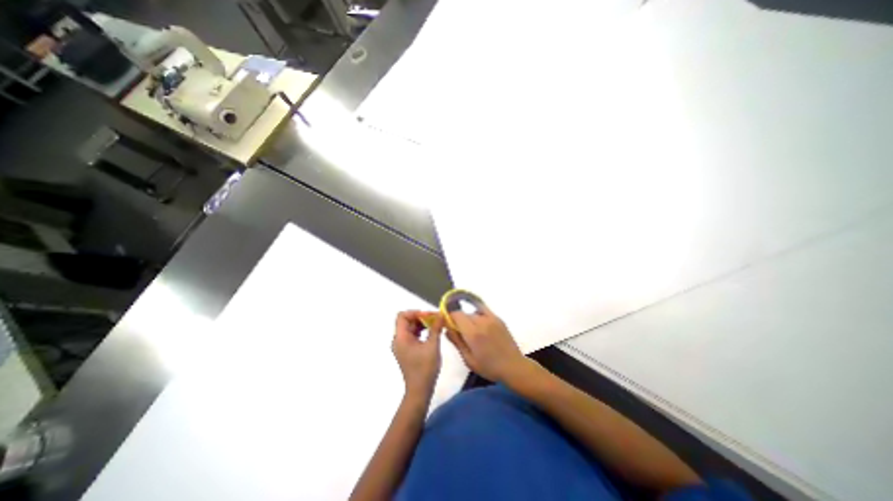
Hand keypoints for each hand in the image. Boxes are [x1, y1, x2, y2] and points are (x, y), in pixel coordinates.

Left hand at [392, 310, 443, 398]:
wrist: (419, 391)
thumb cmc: (425, 368)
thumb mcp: (432, 346)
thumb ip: (435, 328)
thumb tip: (441, 314)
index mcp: (401, 337)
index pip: (402, 316)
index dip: (415, 312)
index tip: (429, 315)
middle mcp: (399, 340)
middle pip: (407, 321)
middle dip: (421, 317)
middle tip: (436, 318)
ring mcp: (402, 346)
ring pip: (411, 328)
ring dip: (422, 324)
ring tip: (436, 325)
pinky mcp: (407, 351)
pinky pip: (413, 335)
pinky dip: (421, 331)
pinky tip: (432, 333)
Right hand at [446, 306, 527, 383]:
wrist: (513, 366)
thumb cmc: (489, 367)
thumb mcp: (468, 359)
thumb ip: (457, 342)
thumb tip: (446, 329)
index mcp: (473, 333)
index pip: (456, 315)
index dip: (450, 317)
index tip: (448, 325)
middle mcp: (481, 322)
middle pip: (464, 314)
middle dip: (459, 320)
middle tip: (461, 333)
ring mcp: (491, 318)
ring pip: (473, 312)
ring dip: (469, 319)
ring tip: (473, 332)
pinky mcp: (498, 318)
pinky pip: (483, 311)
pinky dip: (478, 315)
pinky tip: (480, 325)